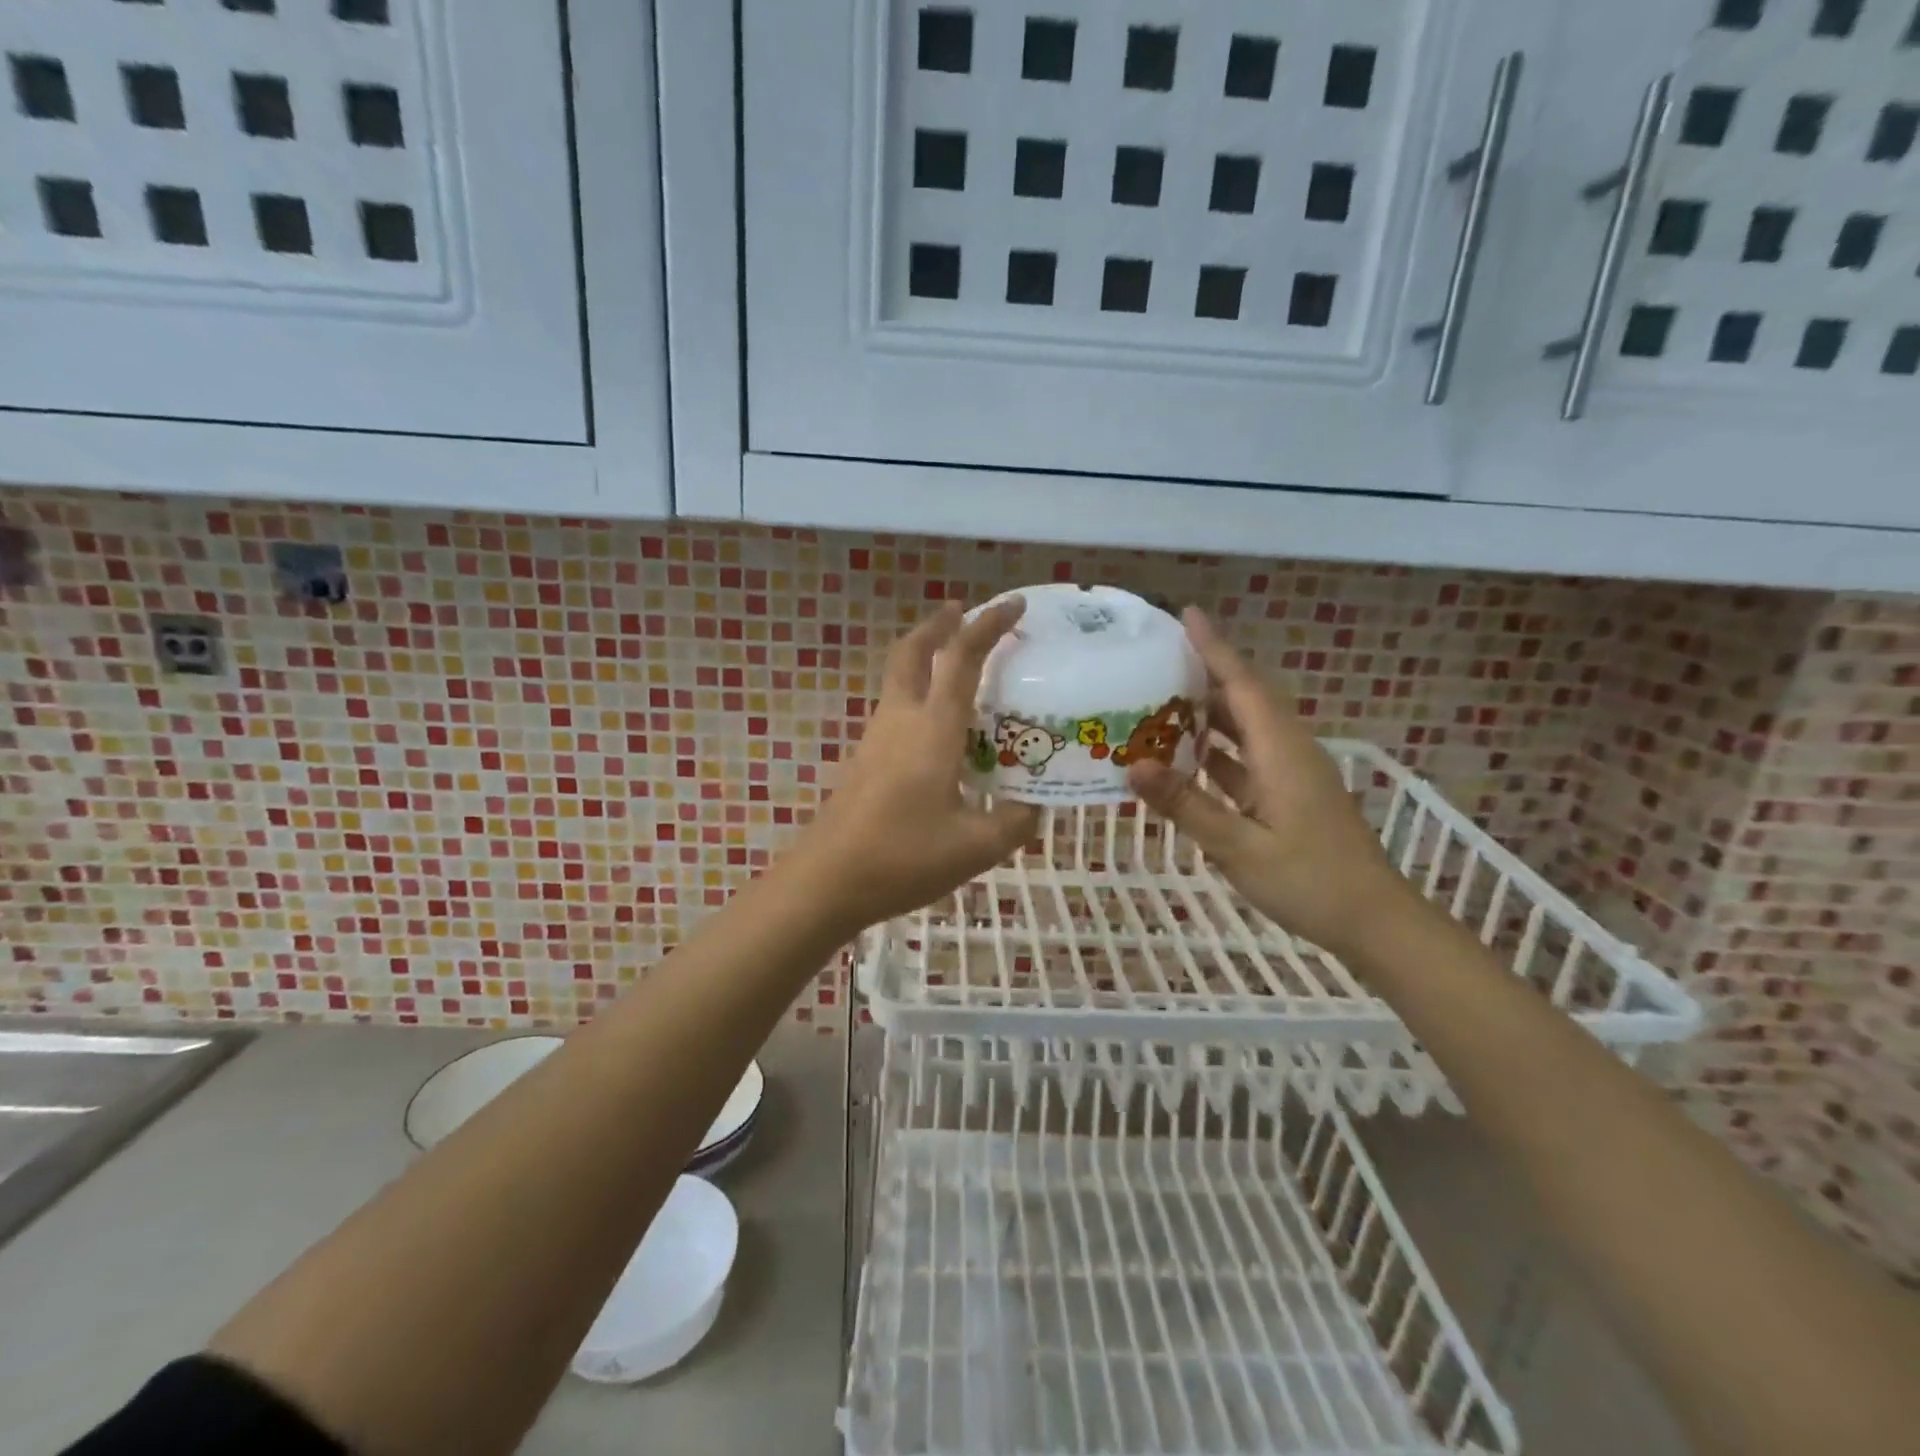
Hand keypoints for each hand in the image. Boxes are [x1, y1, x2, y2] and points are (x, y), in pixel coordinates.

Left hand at [784, 599, 1038, 933]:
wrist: (828, 880)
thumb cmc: (904, 856)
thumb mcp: (976, 847)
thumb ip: (1014, 823)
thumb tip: (1033, 808)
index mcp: (933, 728)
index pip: (963, 659)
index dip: (988, 626)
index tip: (1012, 605)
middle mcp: (901, 720)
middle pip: (913, 652)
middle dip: (938, 625)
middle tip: (962, 613)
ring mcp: (876, 739)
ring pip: (899, 679)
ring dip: (925, 659)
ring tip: (957, 667)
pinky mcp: (864, 760)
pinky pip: (895, 710)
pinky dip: (917, 696)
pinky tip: (936, 729)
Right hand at [1126, 608, 1418, 956]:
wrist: (1374, 922)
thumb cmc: (1309, 882)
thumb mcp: (1239, 847)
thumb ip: (1186, 804)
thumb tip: (1134, 765)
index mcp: (1281, 751)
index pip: (1242, 685)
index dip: (1214, 648)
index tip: (1186, 614)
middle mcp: (1288, 750)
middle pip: (1243, 698)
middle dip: (1204, 672)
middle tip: (1156, 658)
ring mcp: (1291, 773)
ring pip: (1245, 728)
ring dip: (1206, 712)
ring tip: (1158, 700)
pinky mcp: (1289, 794)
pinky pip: (1246, 757)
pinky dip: (1216, 749)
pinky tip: (1184, 757)